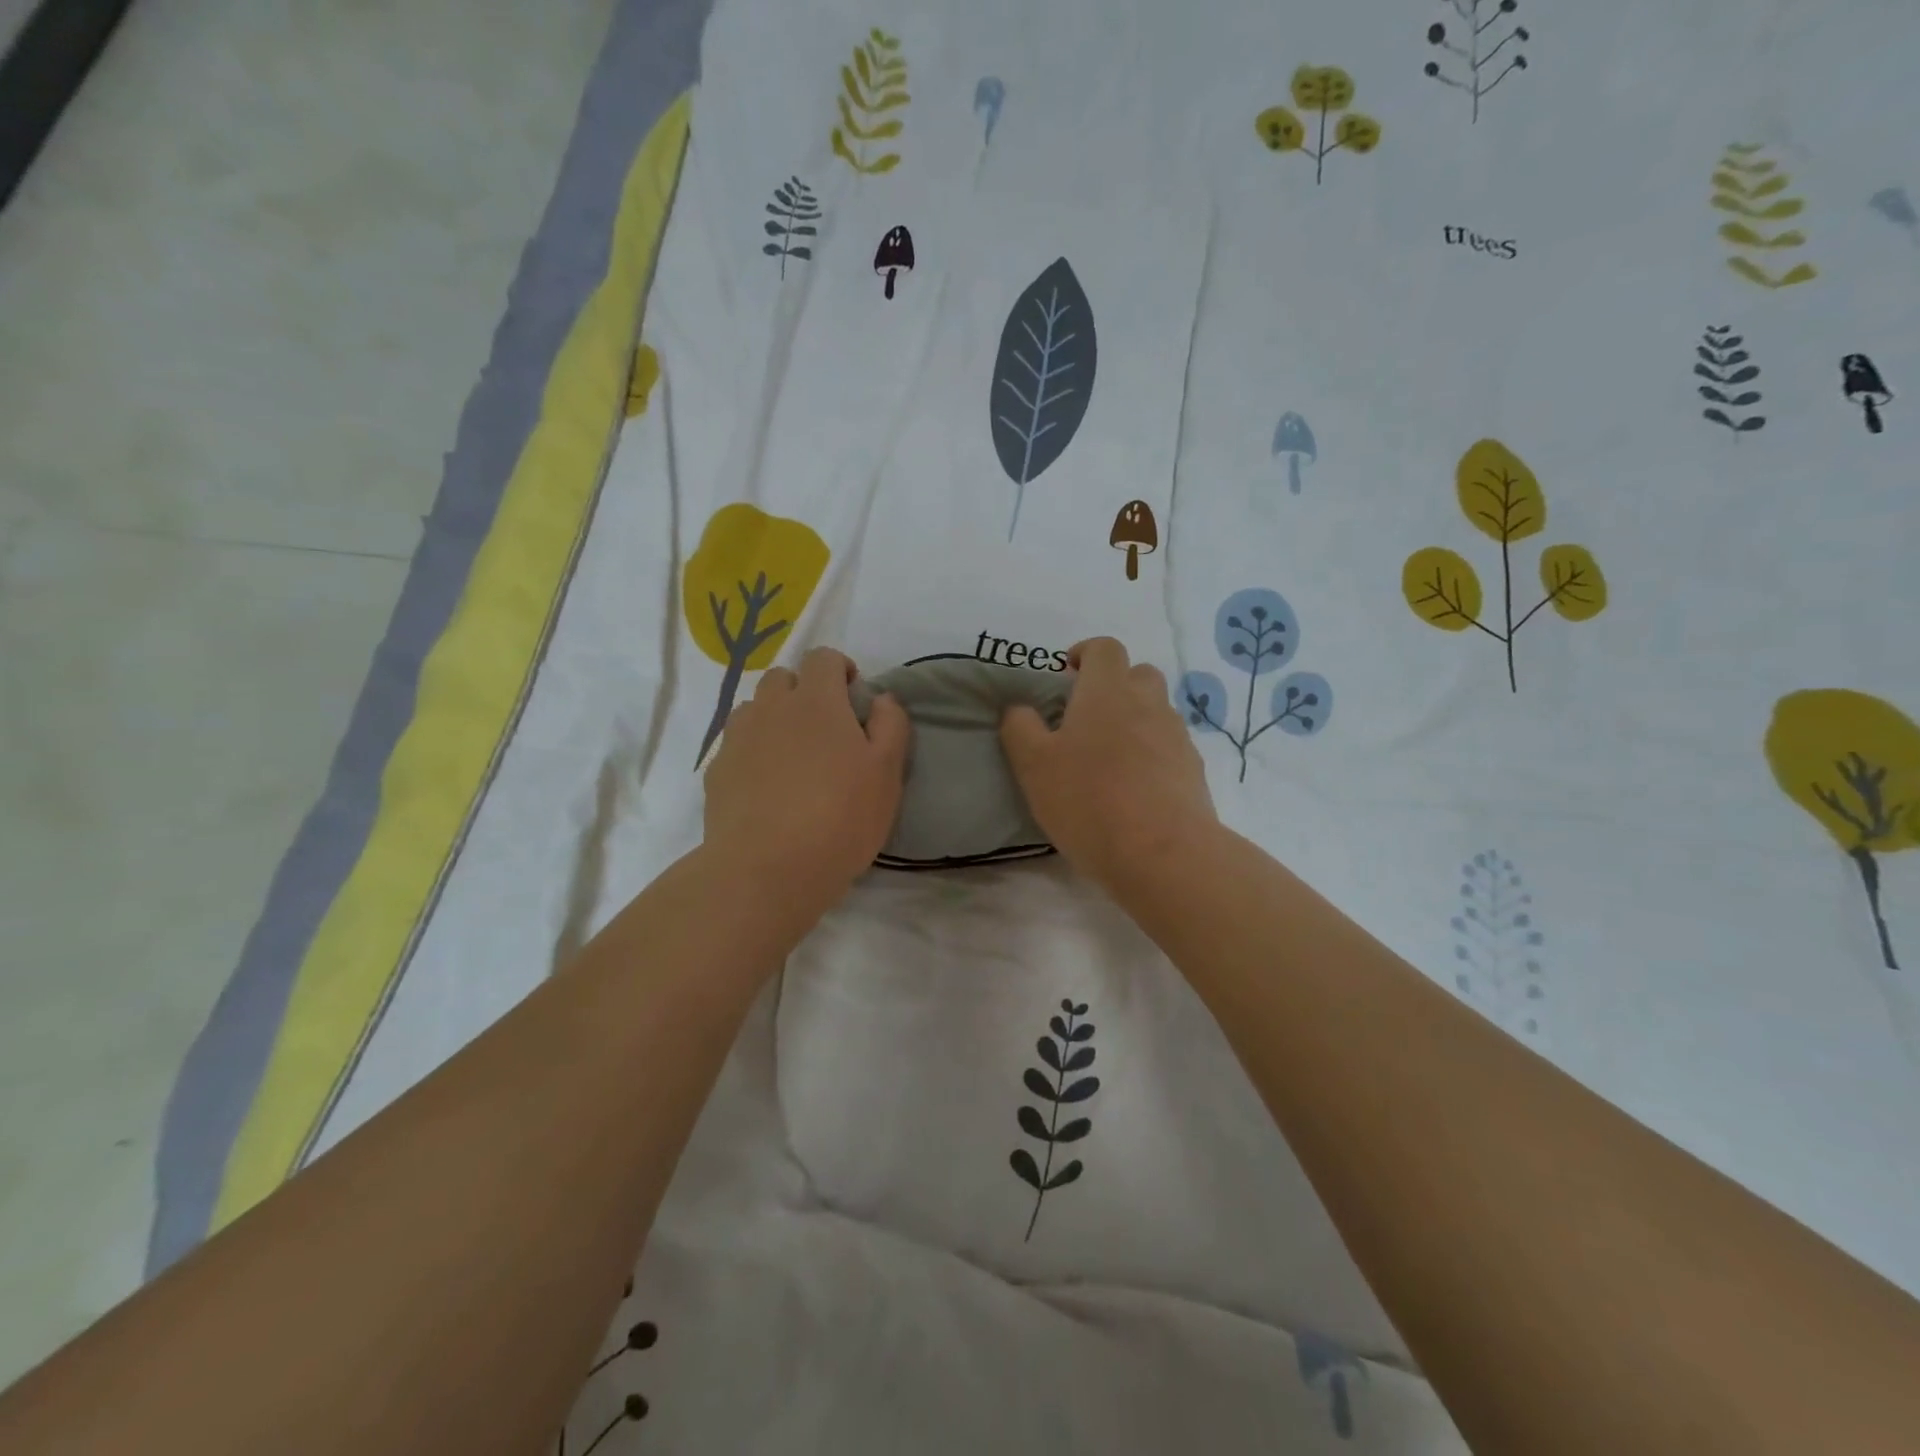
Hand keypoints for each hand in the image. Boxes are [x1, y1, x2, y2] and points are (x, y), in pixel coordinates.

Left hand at [701, 647, 909, 922]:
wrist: (767, 869)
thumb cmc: (840, 818)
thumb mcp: (887, 773)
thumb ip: (890, 725)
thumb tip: (882, 698)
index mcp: (816, 701)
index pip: (823, 658)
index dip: (840, 669)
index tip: (853, 697)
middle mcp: (771, 708)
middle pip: (782, 678)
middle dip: (804, 692)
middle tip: (824, 730)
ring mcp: (737, 739)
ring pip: (754, 710)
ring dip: (774, 719)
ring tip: (792, 758)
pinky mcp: (717, 772)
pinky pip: (736, 746)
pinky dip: (752, 753)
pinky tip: (766, 788)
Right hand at [999, 637, 1218, 897]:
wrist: (1164, 854)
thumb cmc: (1089, 801)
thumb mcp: (1034, 766)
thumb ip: (1020, 728)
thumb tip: (1020, 709)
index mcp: (1107, 692)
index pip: (1104, 648)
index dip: (1084, 653)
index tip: (1066, 676)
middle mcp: (1148, 704)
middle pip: (1138, 674)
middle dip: (1113, 686)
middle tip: (1086, 719)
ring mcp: (1177, 737)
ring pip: (1156, 712)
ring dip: (1133, 722)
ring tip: (1108, 762)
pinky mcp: (1193, 771)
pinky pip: (1169, 748)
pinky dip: (1151, 756)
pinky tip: (1133, 791)